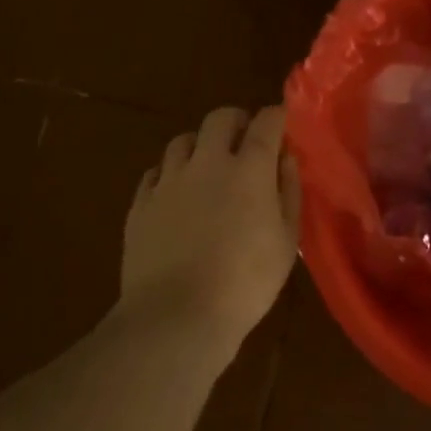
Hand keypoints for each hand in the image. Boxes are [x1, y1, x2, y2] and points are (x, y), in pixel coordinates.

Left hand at [120, 104, 300, 359]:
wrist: (177, 315)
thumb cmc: (245, 283)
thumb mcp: (286, 242)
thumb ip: (288, 192)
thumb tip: (286, 158)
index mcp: (249, 169)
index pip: (266, 122)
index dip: (276, 115)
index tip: (281, 120)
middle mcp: (207, 162)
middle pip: (220, 118)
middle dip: (236, 121)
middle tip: (245, 140)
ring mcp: (169, 180)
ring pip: (183, 141)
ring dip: (200, 145)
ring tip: (208, 165)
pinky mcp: (141, 203)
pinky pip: (155, 172)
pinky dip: (170, 173)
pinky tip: (176, 193)